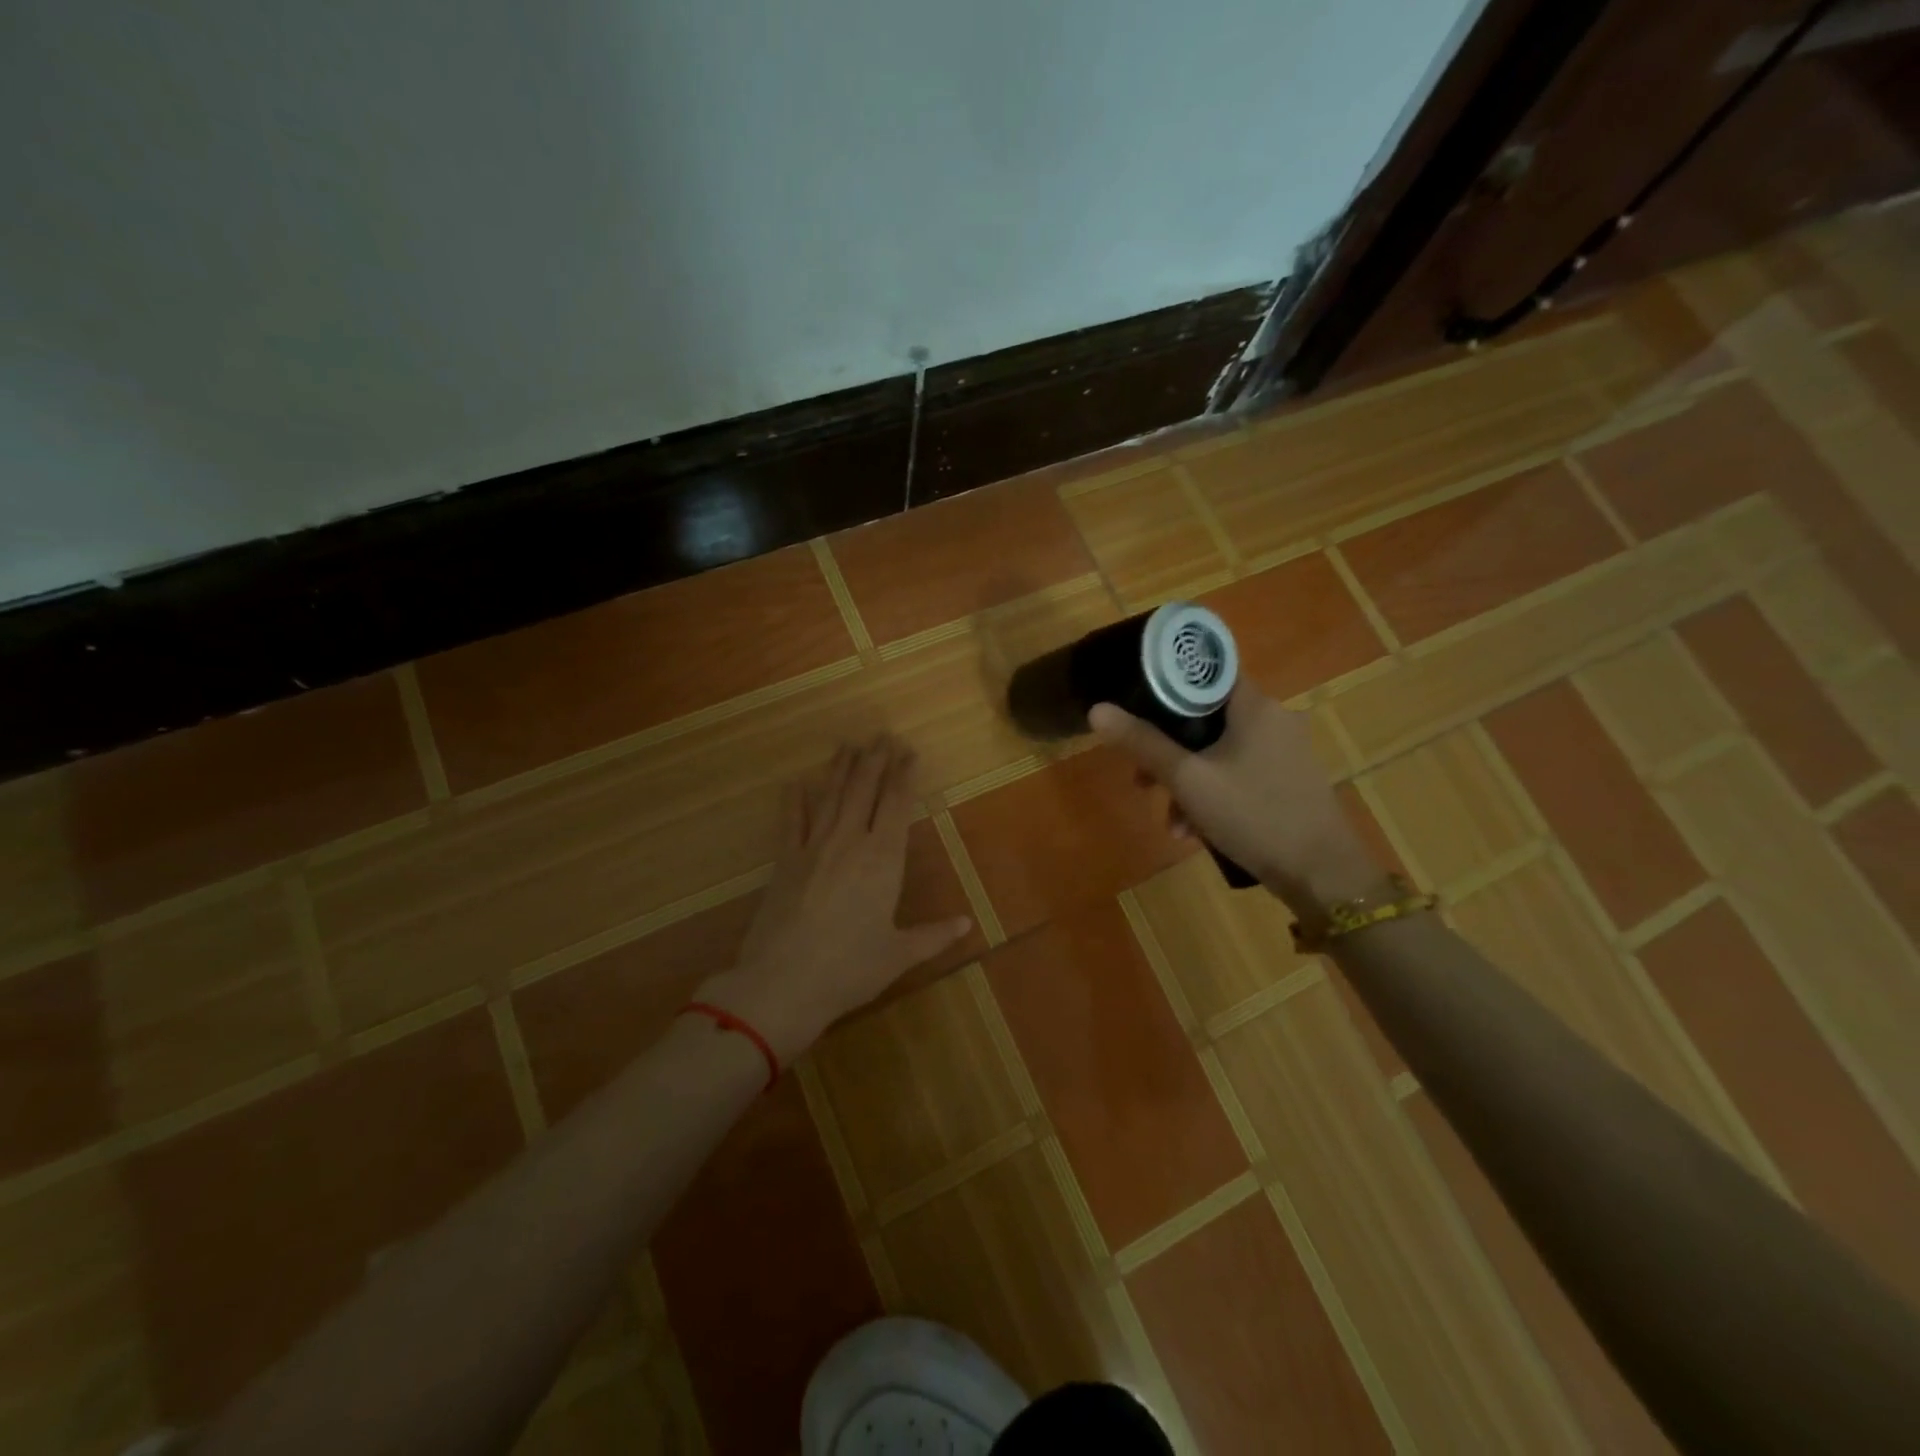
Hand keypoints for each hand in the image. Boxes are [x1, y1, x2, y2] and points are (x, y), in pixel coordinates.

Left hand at [694, 735, 971, 1063]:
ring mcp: (813, 848)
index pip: (898, 804)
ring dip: (840, 768)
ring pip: (830, 796)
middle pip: (864, 789)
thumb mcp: (898, 955)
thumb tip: (967, 925)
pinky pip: (791, 822)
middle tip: (882, 734)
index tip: (909, 751)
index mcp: (883, 859)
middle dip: (875, 760)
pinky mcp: (784, 861)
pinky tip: (796, 783)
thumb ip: (934, 936)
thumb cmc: (850, 970)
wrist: (782, 983)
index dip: (904, 775)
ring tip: (847, 743)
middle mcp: (850, 842)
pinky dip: (795, 800)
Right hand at [1089, 689, 1390, 914]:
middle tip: (1142, 782)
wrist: (1322, 874)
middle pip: (1205, 718)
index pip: (1205, 672)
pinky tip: (1197, 831)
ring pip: (1219, 751)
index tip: (1136, 706)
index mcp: (1254, 705)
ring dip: (1187, 782)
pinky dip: (1213, 794)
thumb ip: (1142, 744)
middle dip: (1168, 751)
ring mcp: (1284, 751)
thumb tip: (1097, 711)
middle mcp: (1273, 718)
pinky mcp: (1288, 780)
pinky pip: (1238, 773)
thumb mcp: (1188, 780)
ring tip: (1172, 822)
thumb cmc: (1253, 815)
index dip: (1167, 684)